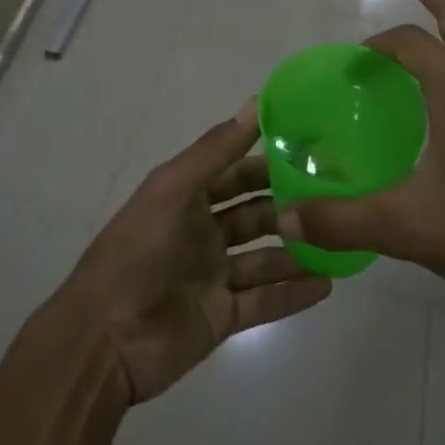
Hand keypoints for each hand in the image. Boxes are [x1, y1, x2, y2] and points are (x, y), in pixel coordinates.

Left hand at [57, 103, 331, 402]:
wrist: (103, 342)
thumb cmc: (137, 252)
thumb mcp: (173, 189)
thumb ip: (216, 150)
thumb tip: (255, 102)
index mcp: (186, 198)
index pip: (235, 172)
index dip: (268, 161)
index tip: (312, 151)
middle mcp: (201, 232)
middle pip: (254, 214)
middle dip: (289, 206)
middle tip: (335, 198)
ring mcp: (212, 276)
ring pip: (264, 257)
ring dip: (297, 250)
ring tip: (340, 242)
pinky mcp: (220, 317)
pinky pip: (264, 301)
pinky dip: (293, 294)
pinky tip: (327, 286)